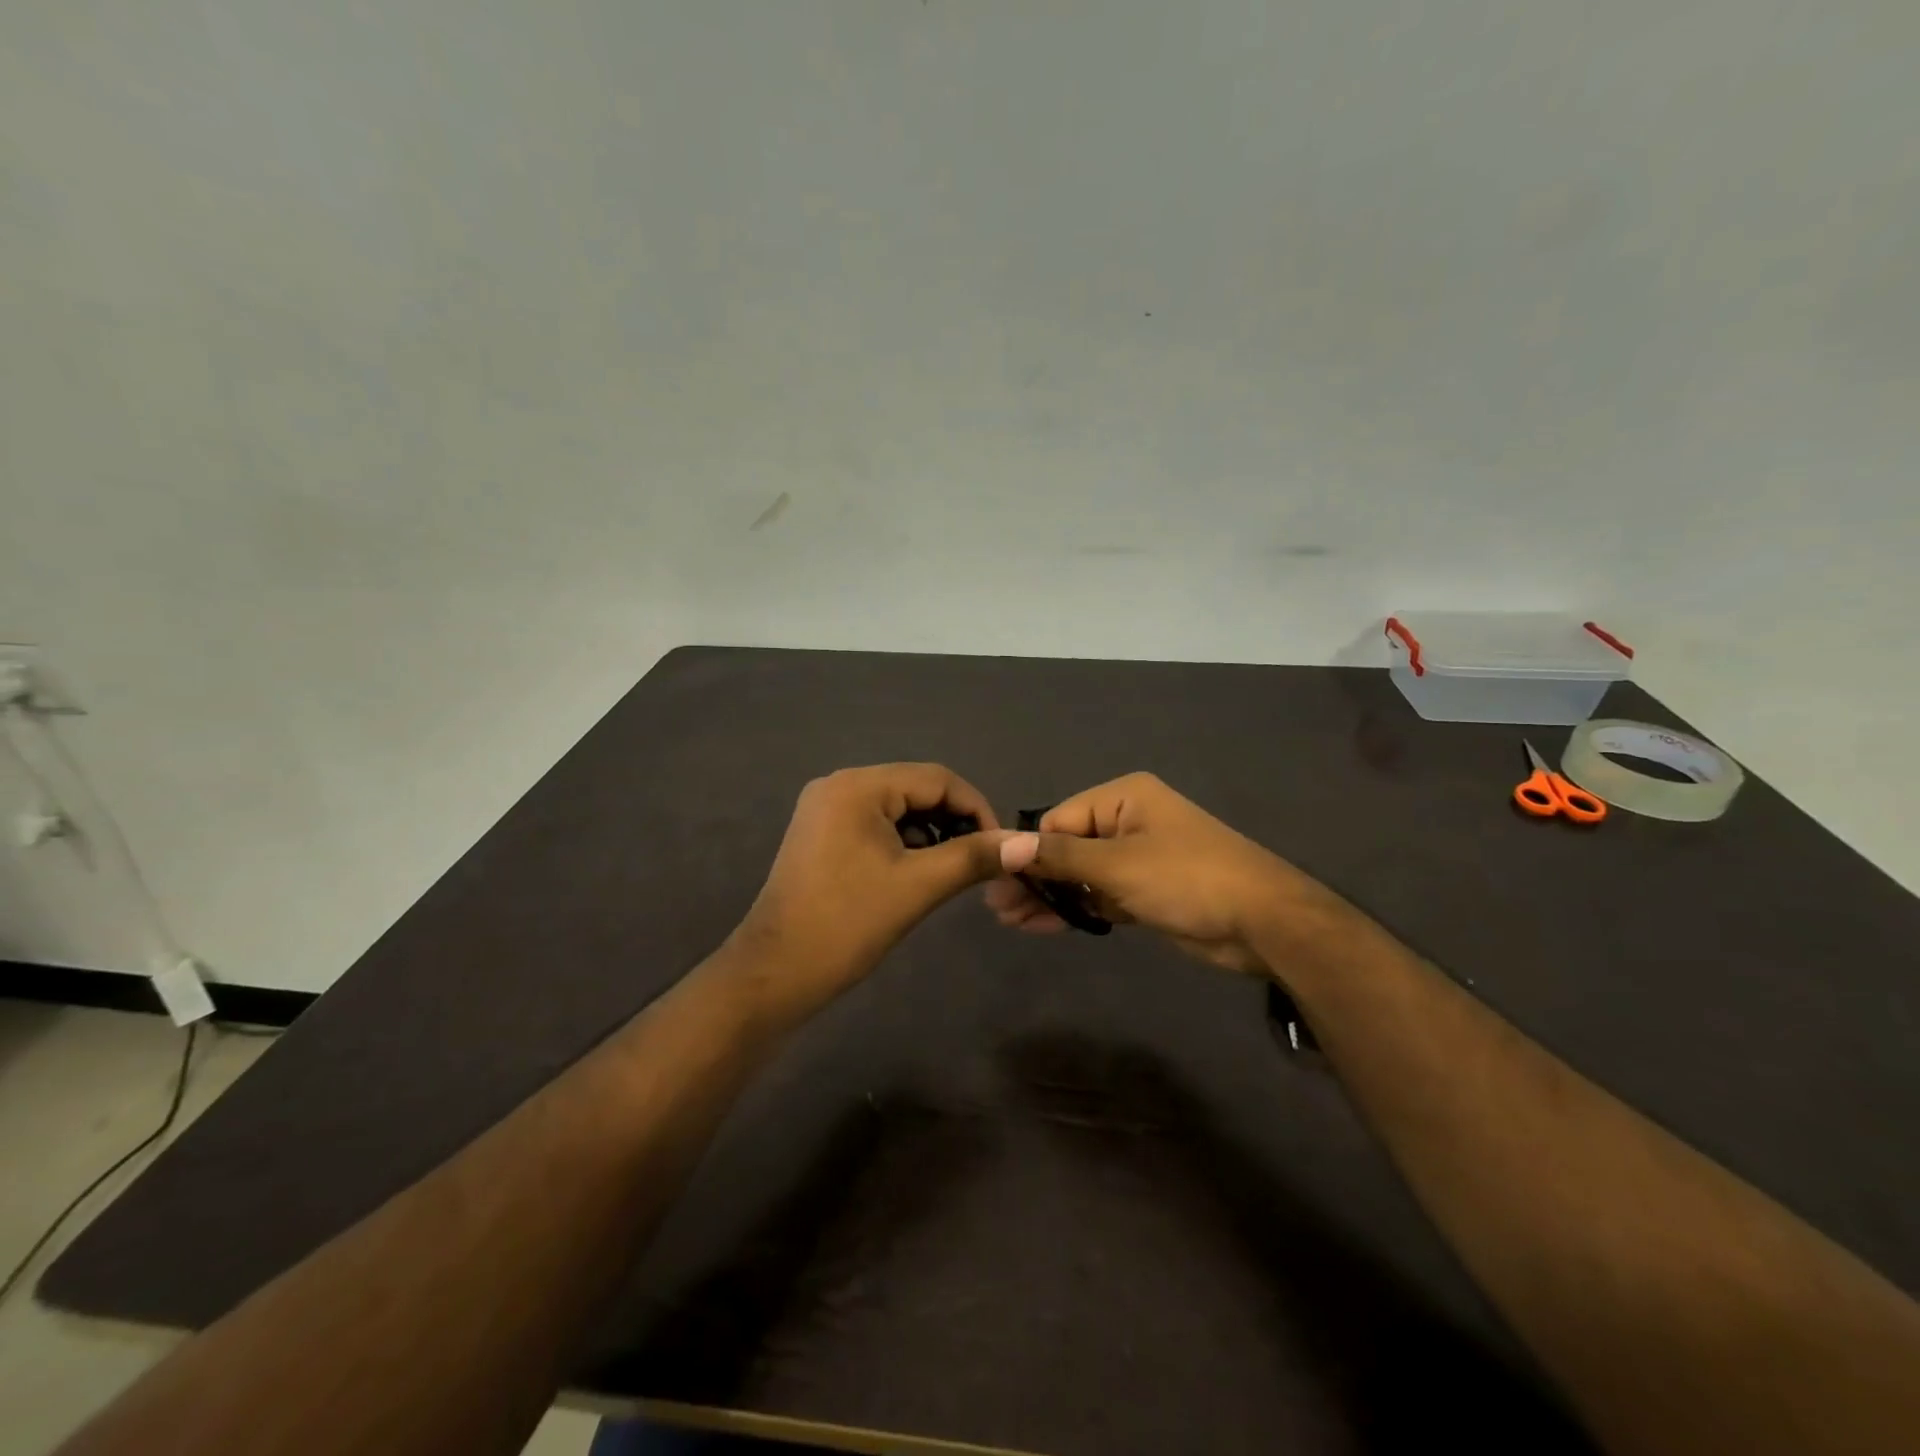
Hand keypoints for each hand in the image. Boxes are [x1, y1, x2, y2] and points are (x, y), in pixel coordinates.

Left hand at [732, 763, 1025, 1016]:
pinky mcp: (820, 835)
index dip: (976, 808)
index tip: (1000, 846)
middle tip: (979, 859)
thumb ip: (974, 857)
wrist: (776, 974)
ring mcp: (824, 810)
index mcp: (858, 786)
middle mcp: (838, 785)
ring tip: (951, 869)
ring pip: (896, 808)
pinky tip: (916, 871)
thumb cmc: (848, 924)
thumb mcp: (919, 886)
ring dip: (930, 832)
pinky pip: (875, 824)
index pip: (936, 778)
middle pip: (915, 789)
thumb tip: (1026, 843)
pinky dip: (903, 842)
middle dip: (953, 820)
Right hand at [983, 772, 1324, 974]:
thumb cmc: (1187, 879)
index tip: (999, 884)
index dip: (1029, 852)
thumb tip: (1004, 846)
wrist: (1263, 922)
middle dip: (1036, 877)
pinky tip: (1044, 925)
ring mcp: (1139, 857)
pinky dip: (1078, 908)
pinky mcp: (1147, 891)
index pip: (1060, 820)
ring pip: (1083, 874)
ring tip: (1011, 921)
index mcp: (1123, 798)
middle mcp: (1128, 820)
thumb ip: (1060, 856)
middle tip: (999, 908)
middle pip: (1068, 847)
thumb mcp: (1117, 864)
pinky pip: (1101, 895)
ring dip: (1051, 896)